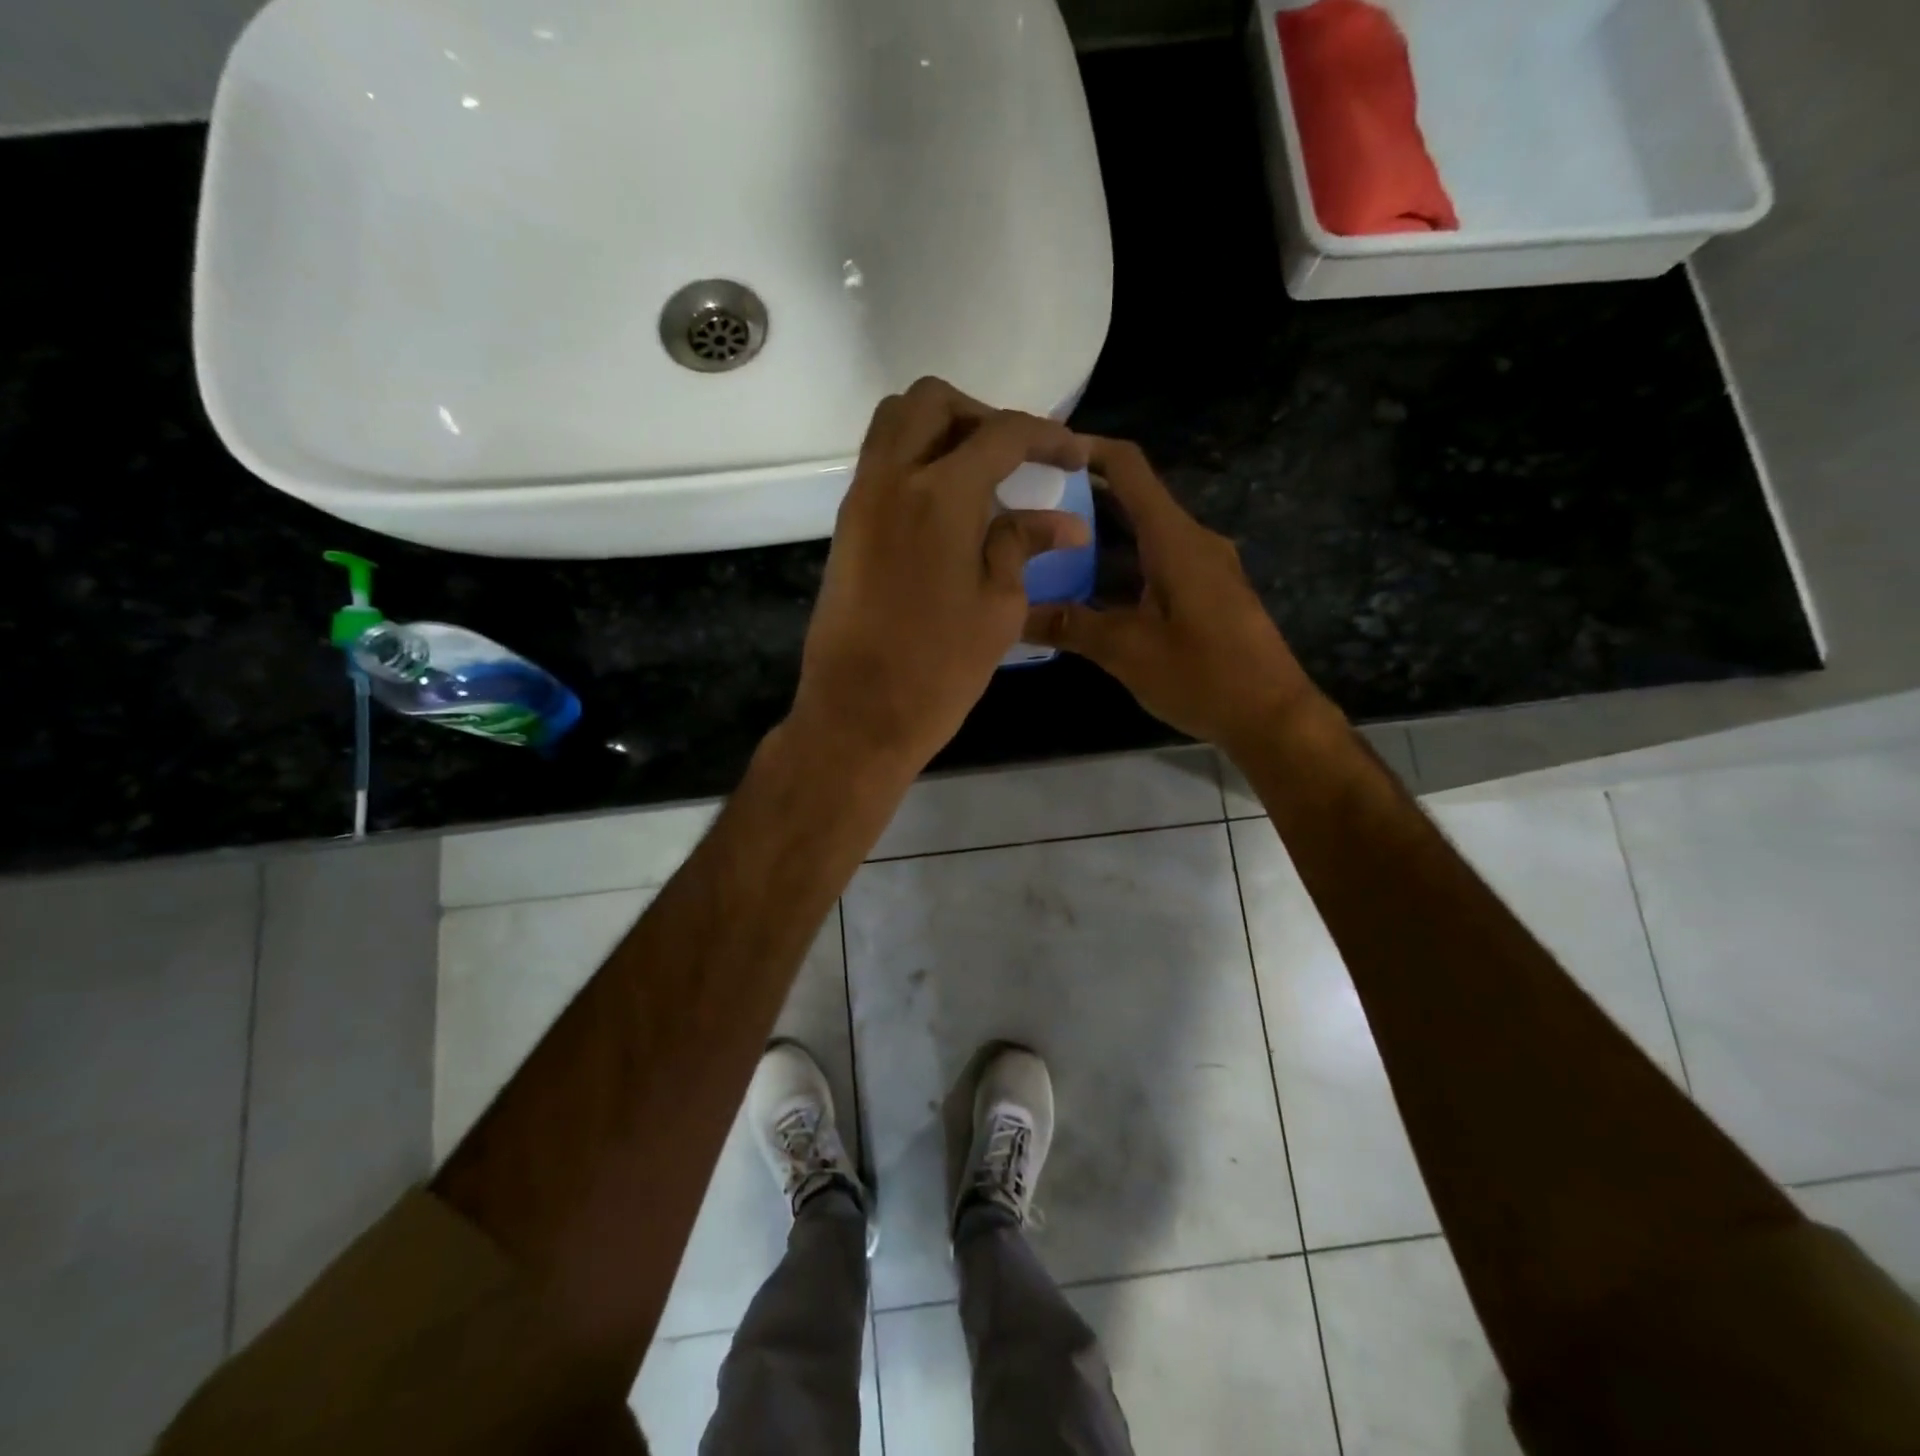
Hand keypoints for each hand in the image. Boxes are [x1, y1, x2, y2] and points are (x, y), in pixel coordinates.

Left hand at [790, 378, 1090, 772]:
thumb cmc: (939, 671)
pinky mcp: (845, 527)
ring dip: (940, 430)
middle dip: (981, 415)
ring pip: (894, 424)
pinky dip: (914, 461)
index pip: (1001, 434)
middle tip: (1015, 457)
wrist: (858, 716)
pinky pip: (879, 464)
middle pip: (931, 402)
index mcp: (940, 495)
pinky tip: (947, 507)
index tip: (1072, 457)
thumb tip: (1062, 521)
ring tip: (980, 476)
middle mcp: (892, 479)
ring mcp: (860, 500)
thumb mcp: (999, 609)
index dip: (1046, 437)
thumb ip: (1022, 547)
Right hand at [1024, 438, 1321, 752]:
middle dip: (1080, 502)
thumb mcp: (1126, 651)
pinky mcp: (1206, 596)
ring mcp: (1203, 569)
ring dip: (1097, 543)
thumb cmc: (1202, 675)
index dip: (1087, 450)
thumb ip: (1069, 626)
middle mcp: (1191, 541)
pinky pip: (1155, 567)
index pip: (1129, 468)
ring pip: (1142, 539)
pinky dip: (1119, 572)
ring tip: (1044, 554)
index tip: (1041, 451)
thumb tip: (1014, 615)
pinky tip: (1085, 599)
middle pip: (1132, 502)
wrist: (1272, 716)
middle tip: (1027, 511)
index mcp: (1174, 539)